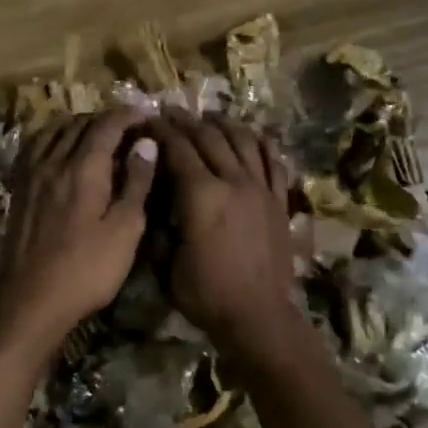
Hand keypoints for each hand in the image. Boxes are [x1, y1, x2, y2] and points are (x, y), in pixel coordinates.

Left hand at [0, 107, 157, 363]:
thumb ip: (136, 183)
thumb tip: (146, 142)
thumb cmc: (87, 270)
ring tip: (96, 135)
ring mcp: (30, 175)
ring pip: (53, 132)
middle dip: (106, 119)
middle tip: (128, 129)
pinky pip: (34, 148)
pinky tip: (59, 151)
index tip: (147, 115)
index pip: (107, 125)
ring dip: (78, 125)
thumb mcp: (125, 230)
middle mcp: (53, 161)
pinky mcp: (18, 190)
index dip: (129, 115)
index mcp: (84, 168)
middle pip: (79, 123)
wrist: (30, 301)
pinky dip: (52, 138)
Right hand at [153, 109, 302, 355]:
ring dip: (223, 124)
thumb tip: (158, 204)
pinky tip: (253, 135)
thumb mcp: (167, 265)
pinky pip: (273, 162)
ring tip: (209, 117)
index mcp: (201, 196)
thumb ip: (161, 229)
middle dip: (187, 121)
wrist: (258, 316)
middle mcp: (233, 182)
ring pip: (243, 142)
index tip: (148, 120)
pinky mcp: (279, 202)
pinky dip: (261, 144)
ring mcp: (261, 189)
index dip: (161, 132)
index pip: (178, 150)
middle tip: (171, 111)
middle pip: (209, 138)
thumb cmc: (207, 295)